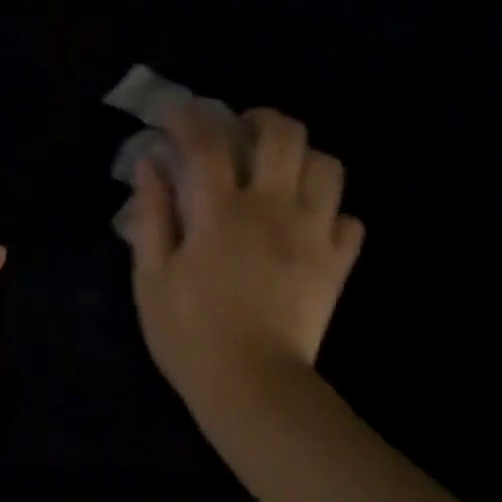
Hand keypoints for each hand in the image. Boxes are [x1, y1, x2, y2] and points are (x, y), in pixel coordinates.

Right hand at [123, 103, 363, 415]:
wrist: (252, 387)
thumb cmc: (190, 335)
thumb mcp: (152, 279)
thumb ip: (153, 217)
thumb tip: (150, 166)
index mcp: (221, 212)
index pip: (206, 143)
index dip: (189, 118)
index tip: (175, 114)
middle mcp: (273, 209)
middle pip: (284, 134)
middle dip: (260, 120)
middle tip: (241, 134)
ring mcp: (313, 234)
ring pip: (328, 166)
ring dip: (303, 159)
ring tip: (281, 175)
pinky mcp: (337, 264)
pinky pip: (350, 220)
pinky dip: (331, 213)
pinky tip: (309, 226)